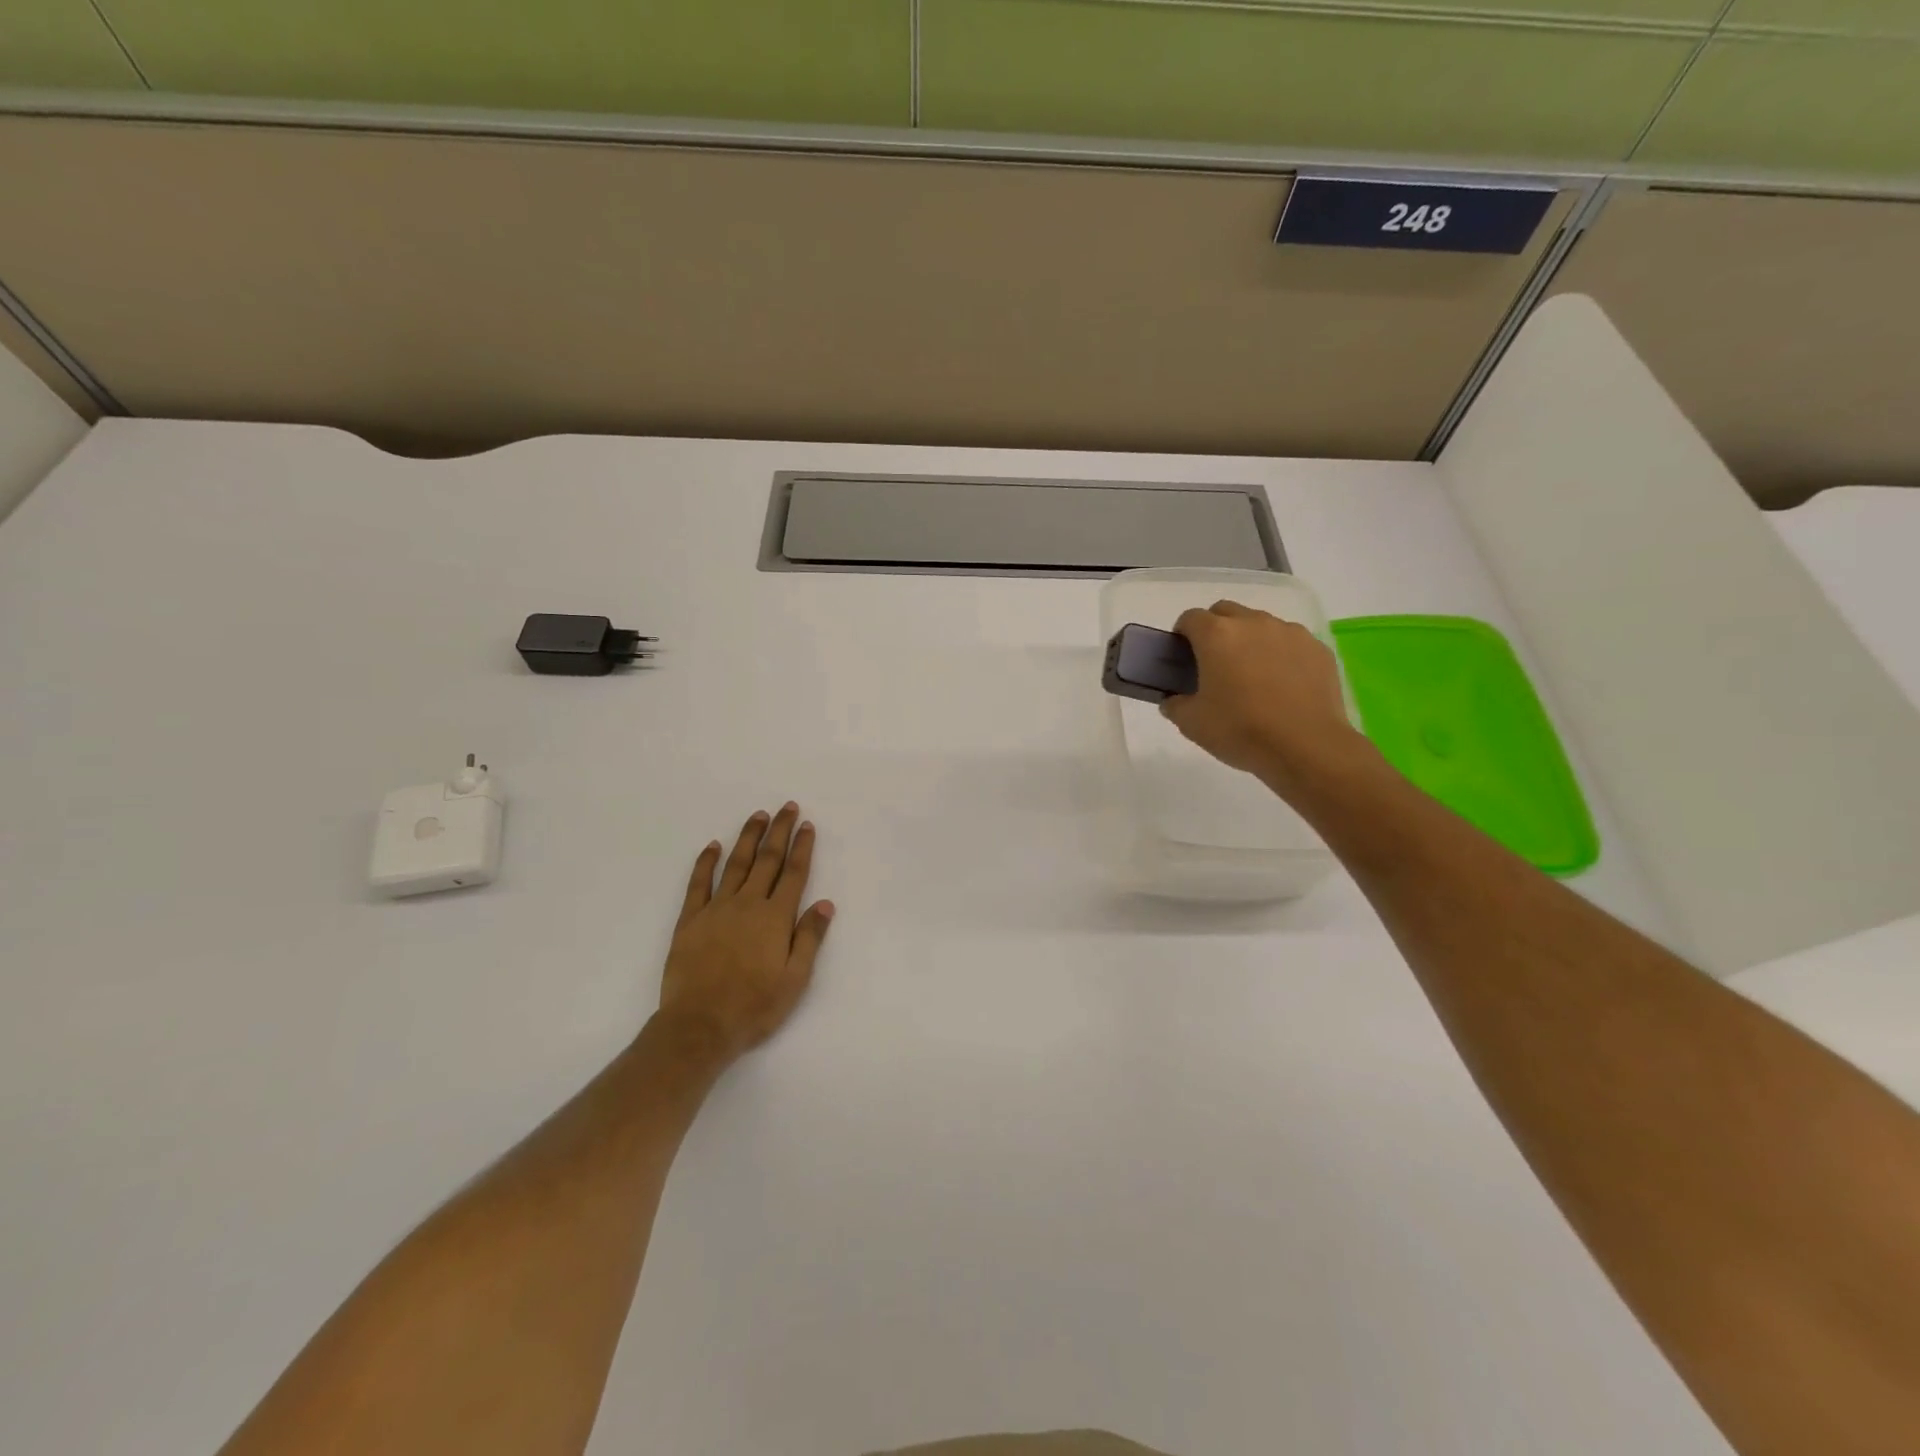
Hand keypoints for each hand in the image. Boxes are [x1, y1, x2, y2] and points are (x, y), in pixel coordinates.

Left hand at [656, 803, 833, 1064]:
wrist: (699, 1026)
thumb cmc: (754, 1006)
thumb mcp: (795, 979)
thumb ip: (810, 938)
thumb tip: (825, 903)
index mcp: (775, 918)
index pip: (793, 873)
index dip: (802, 847)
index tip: (806, 825)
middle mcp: (748, 904)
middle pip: (767, 860)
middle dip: (779, 831)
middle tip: (786, 807)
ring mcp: (716, 909)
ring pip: (736, 864)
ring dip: (748, 838)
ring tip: (758, 815)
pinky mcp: (690, 920)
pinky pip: (699, 883)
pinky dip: (706, 862)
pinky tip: (713, 846)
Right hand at [1161, 600, 1365, 792]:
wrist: (1306, 747)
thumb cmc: (1240, 730)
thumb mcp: (1191, 723)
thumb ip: (1175, 704)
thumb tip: (1174, 699)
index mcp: (1217, 635)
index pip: (1190, 618)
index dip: (1182, 635)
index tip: (1183, 657)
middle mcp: (1253, 623)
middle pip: (1226, 612)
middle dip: (1215, 630)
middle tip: (1215, 663)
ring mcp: (1290, 633)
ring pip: (1261, 624)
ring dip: (1250, 640)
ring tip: (1252, 676)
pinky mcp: (1317, 649)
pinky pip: (1290, 642)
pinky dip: (1281, 654)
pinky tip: (1282, 685)